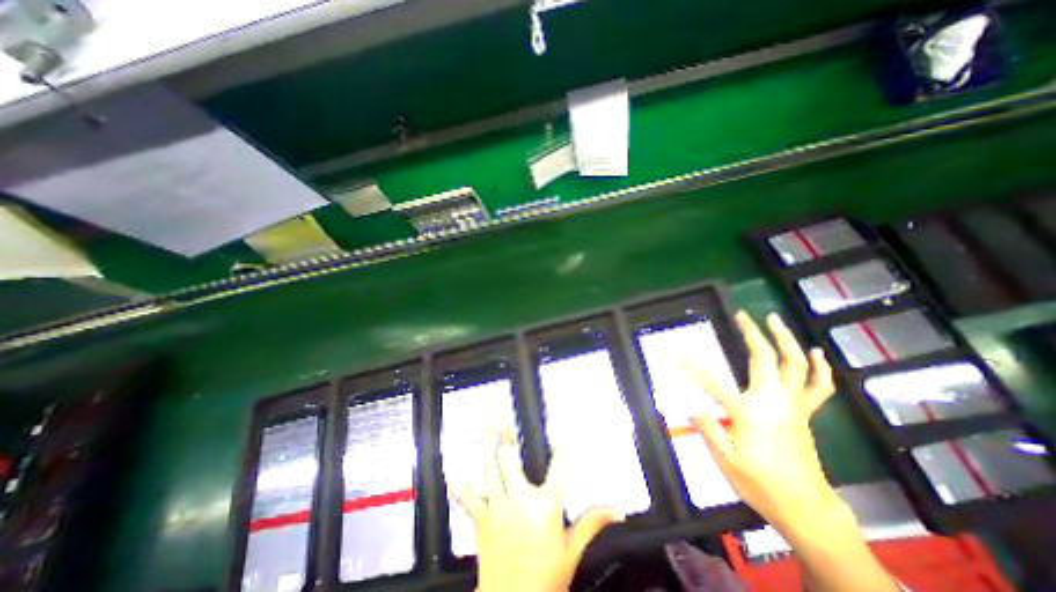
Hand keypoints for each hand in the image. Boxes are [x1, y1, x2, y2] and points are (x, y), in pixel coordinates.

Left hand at [455, 431, 620, 591]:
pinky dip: (459, 482)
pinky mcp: (481, 519)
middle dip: (506, 437)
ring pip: (489, 468)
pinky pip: (466, 497)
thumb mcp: (573, 549)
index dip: (562, 449)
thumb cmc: (546, 578)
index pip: (558, 468)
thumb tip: (617, 509)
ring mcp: (497, 507)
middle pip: (510, 459)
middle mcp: (519, 500)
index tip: (564, 433)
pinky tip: (452, 469)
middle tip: (503, 419)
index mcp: (545, 506)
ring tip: (486, 427)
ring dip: (487, 446)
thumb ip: (593, 522)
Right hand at [685, 311, 841, 528]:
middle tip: (742, 316)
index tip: (677, 354)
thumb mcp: (726, 462)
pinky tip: (815, 352)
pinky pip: (817, 386)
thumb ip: (709, 430)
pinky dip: (819, 367)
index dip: (692, 368)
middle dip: (752, 334)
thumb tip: (690, 407)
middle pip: (765, 359)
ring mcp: (793, 406)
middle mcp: (773, 403)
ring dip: (786, 339)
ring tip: (774, 320)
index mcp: (749, 414)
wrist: (808, 509)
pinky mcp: (805, 413)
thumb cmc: (762, 486)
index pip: (713, 383)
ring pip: (796, 365)